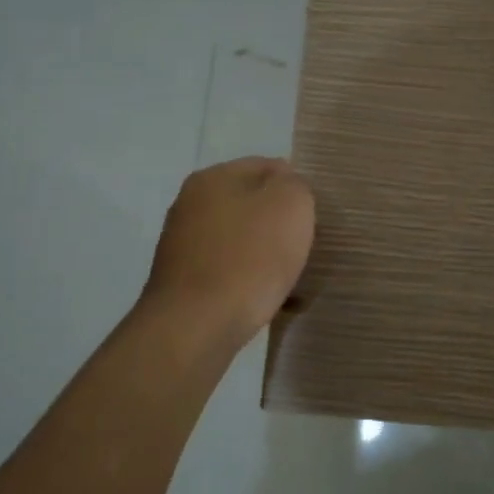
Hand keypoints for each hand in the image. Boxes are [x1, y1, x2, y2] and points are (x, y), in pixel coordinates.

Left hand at [142, 157, 315, 345]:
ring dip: (263, 254)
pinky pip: (226, 270)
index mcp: (213, 176)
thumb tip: (285, 187)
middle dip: (277, 223)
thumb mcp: (291, 205)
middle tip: (302, 246)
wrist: (195, 326)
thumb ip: (295, 185)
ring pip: (239, 239)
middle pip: (250, 204)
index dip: (295, 187)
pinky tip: (261, 300)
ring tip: (285, 278)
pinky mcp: (181, 281)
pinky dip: (245, 280)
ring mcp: (181, 243)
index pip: (267, 166)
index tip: (312, 217)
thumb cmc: (249, 257)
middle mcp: (190, 203)